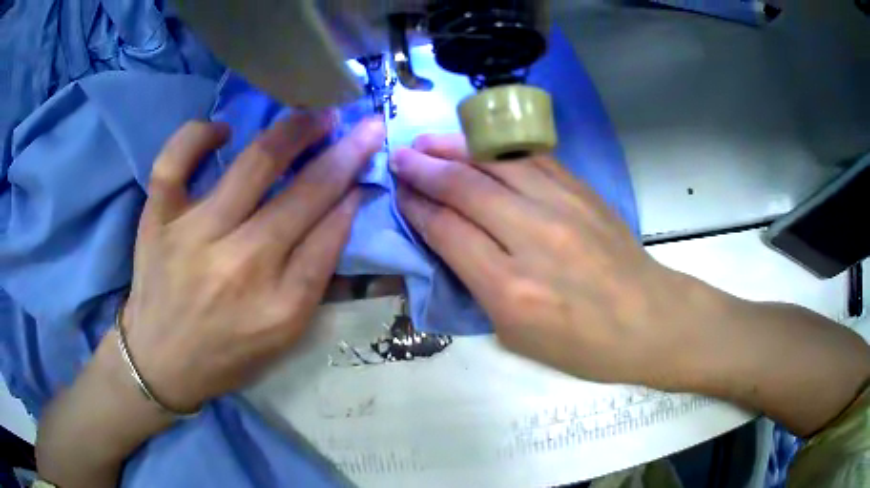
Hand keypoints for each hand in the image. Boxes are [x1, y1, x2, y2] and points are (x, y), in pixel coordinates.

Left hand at [123, 113, 384, 411]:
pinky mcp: (158, 219)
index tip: (368, 164)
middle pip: (304, 195)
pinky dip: (197, 135)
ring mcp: (192, 235)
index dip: (353, 191)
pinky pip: (174, 161)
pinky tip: (222, 129)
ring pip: (252, 165)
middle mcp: (239, 265)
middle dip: (345, 153)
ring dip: (294, 131)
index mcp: (278, 305)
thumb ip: (315, 274)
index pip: (329, 234)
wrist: (159, 362)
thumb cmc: (226, 353)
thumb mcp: (284, 335)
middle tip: (364, 127)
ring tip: (316, 114)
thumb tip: (342, 208)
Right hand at [393, 134, 719, 387]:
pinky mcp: (581, 191)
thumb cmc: (583, 345)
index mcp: (510, 289)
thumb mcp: (516, 337)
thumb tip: (449, 241)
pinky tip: (477, 144)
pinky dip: (495, 148)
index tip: (398, 191)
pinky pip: (530, 159)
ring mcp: (561, 207)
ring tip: (427, 140)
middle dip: (424, 168)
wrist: (649, 319)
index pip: (447, 231)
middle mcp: (532, 238)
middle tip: (399, 155)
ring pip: (494, 163)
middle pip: (465, 188)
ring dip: (454, 147)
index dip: (416, 206)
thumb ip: (478, 287)